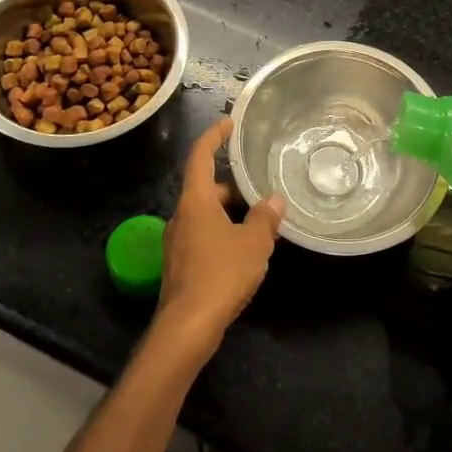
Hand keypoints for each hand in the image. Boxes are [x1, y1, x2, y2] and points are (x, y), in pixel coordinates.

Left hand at [155, 118, 283, 358]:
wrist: (187, 328)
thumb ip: (264, 218)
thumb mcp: (253, 243)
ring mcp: (177, 243)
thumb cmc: (220, 274)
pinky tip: (245, 249)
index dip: (214, 136)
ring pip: (205, 215)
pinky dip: (223, 233)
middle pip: (205, 188)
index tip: (229, 123)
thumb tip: (274, 200)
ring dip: (229, 211)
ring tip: (259, 217)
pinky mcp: (181, 266)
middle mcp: (181, 216)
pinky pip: (204, 236)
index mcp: (195, 201)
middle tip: (258, 183)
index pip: (200, 156)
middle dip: (231, 183)